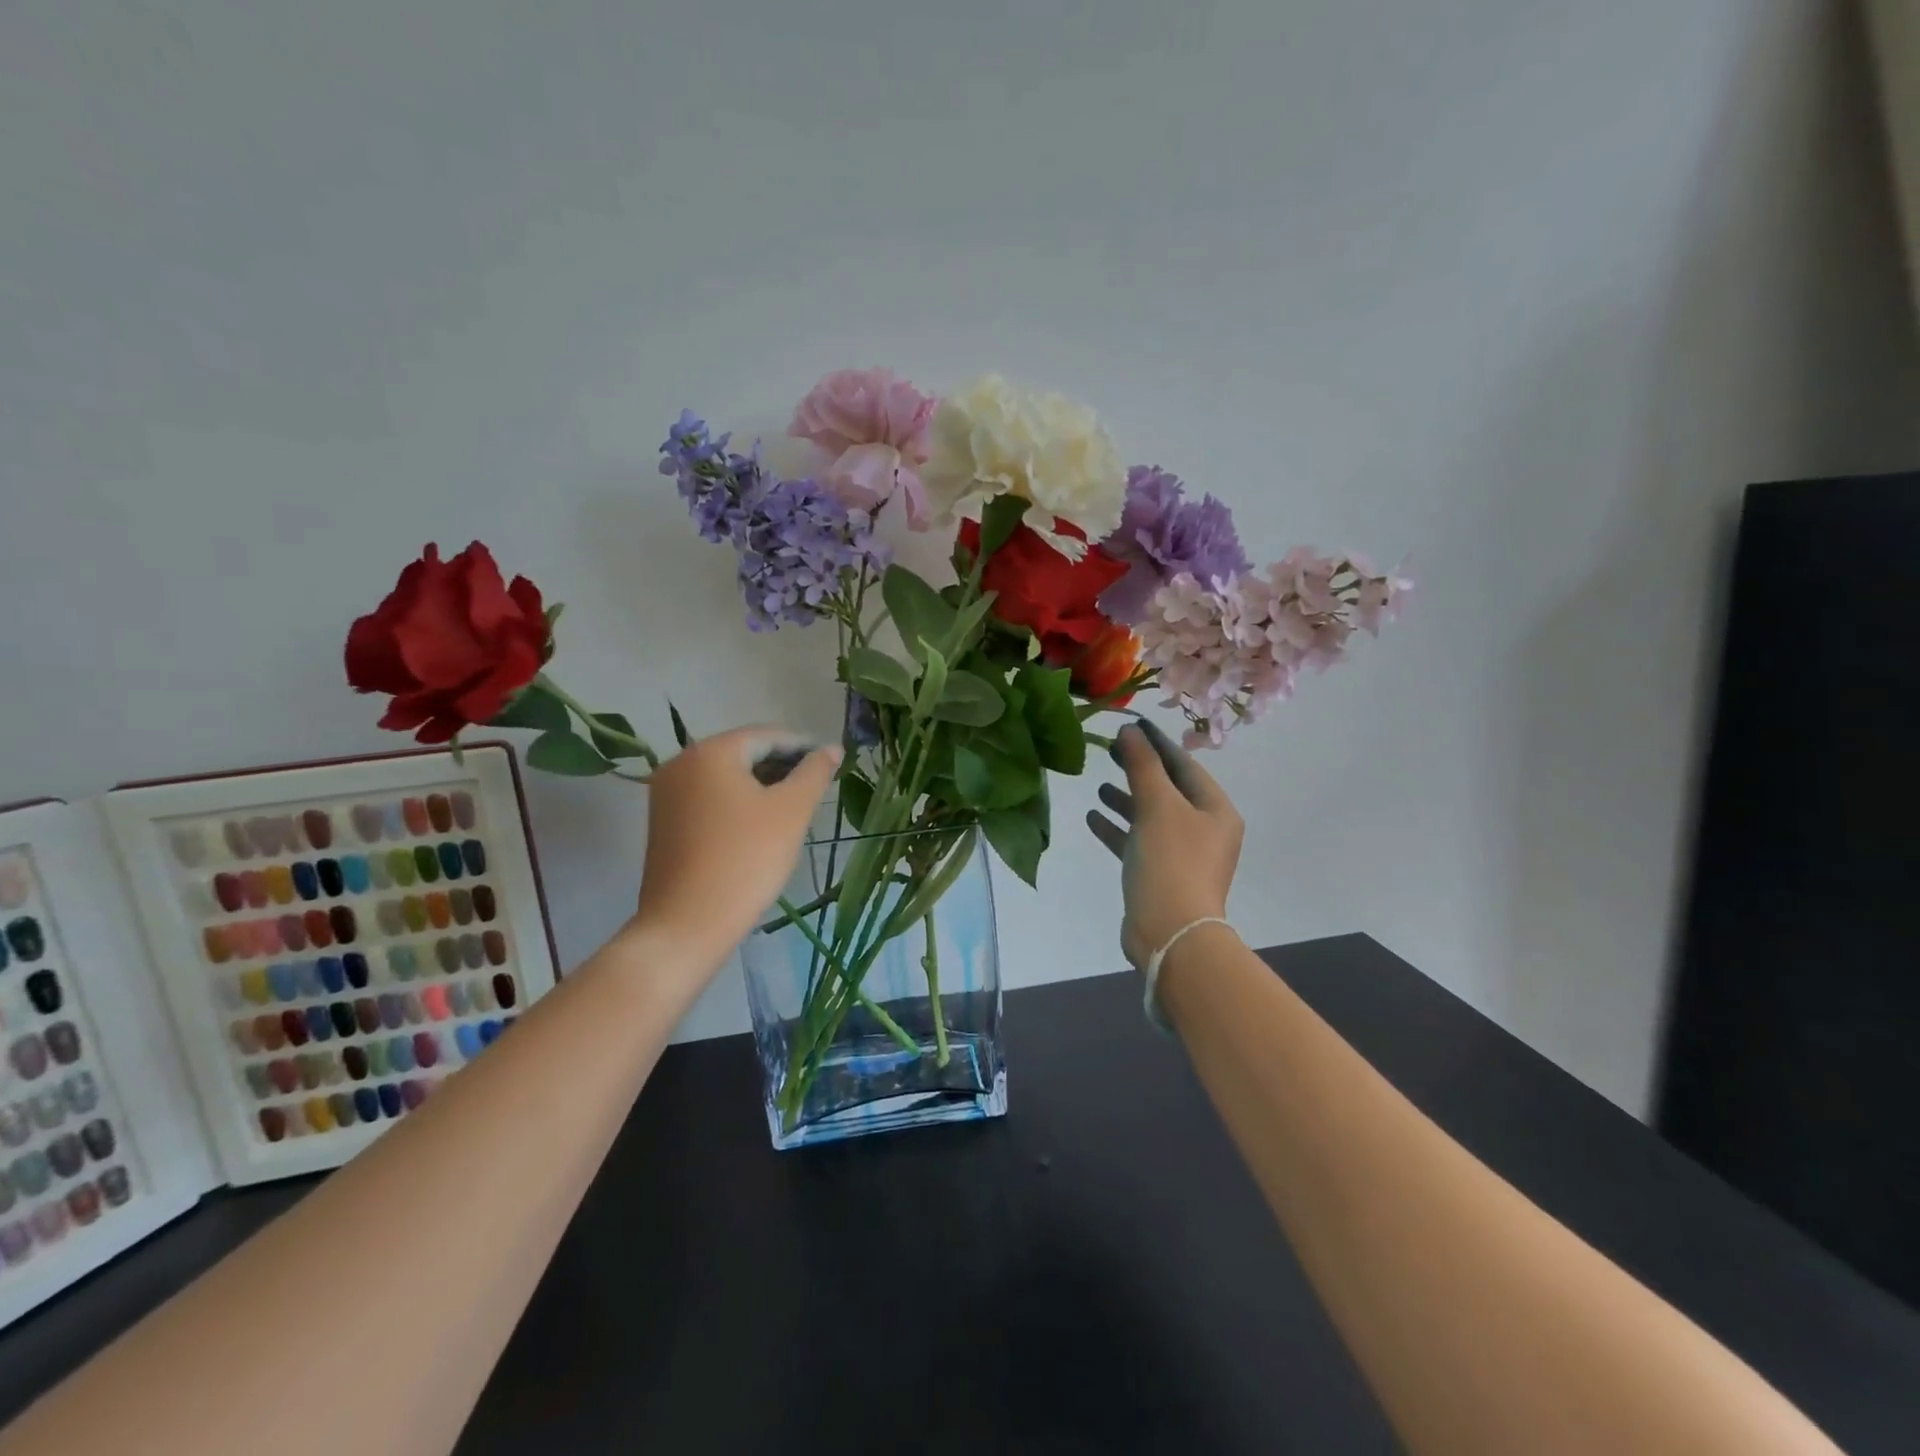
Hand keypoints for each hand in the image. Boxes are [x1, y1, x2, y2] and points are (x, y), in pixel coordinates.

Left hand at [634, 726, 841, 964]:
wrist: (687, 924)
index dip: (802, 746)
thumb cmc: (746, 859)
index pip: (766, 736)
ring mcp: (666, 794)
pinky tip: (760, 824)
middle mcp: (681, 763)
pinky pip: (708, 798)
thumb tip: (832, 749)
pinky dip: (737, 802)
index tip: (830, 762)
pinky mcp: (663, 822)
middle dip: (781, 766)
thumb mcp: (791, 811)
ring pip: (725, 777)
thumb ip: (815, 773)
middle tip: (815, 786)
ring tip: (793, 806)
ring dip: (760, 785)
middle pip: (742, 753)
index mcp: (710, 752)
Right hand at [1085, 720, 1243, 967]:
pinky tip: (1093, 817)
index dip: (1157, 743)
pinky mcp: (1160, 875)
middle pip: (1168, 789)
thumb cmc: (1171, 862)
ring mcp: (1183, 854)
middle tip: (1110, 750)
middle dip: (1139, 770)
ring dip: (1126, 800)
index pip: (1185, 765)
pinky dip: (1118, 828)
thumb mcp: (1157, 806)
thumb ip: (1142, 766)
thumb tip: (1130, 730)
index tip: (1130, 724)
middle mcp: (1204, 829)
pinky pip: (1138, 842)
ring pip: (1151, 816)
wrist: (1171, 934)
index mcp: (1215, 810)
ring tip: (1098, 785)